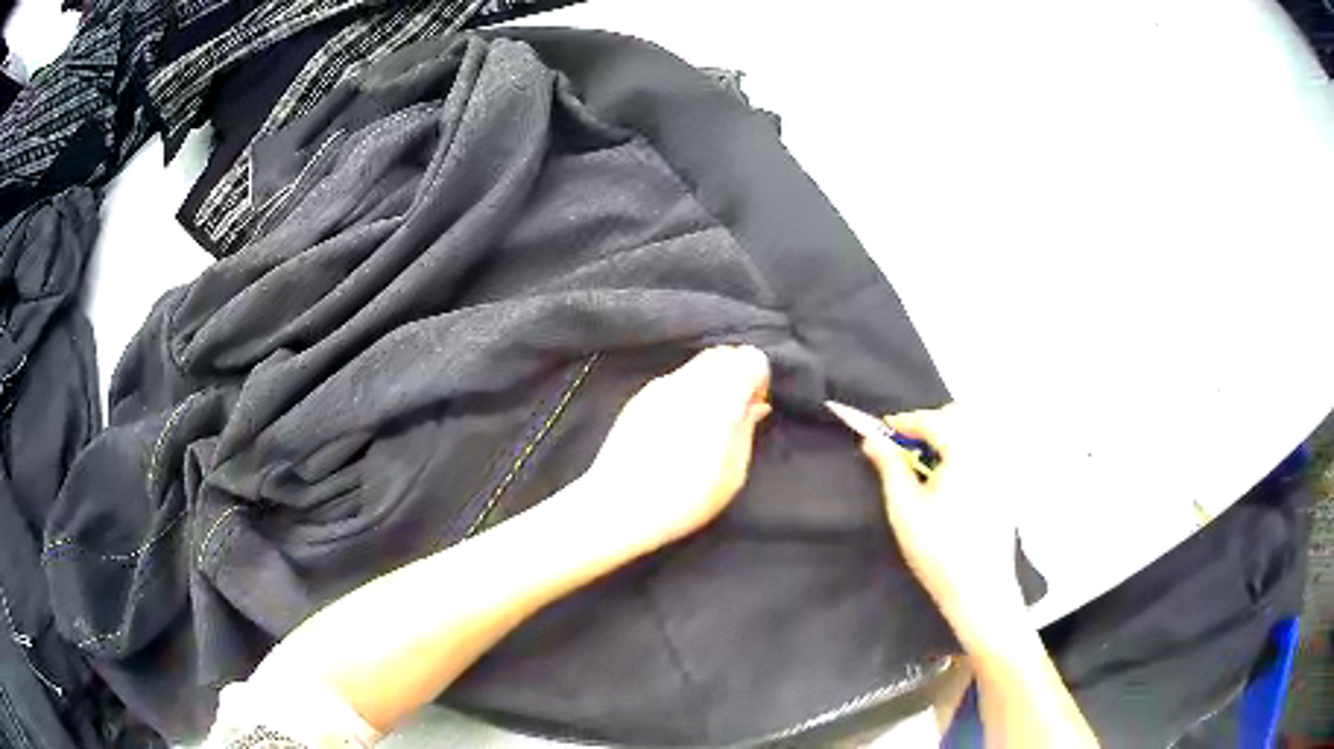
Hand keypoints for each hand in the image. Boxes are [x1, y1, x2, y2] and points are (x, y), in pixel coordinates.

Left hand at [579, 346, 771, 554]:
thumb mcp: (732, 474)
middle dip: (736, 375)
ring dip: (712, 381)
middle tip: (734, 412)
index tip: (754, 408)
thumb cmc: (684, 500)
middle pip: (724, 354)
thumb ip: (747, 430)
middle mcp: (690, 383)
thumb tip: (754, 405)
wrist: (620, 507)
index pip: (751, 358)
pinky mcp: (639, 396)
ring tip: (707, 421)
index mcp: (720, 399)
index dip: (759, 380)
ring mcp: (661, 386)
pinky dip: (688, 390)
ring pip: (698, 364)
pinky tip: (681, 425)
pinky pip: (674, 379)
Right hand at [828, 403, 1025, 646]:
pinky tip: (950, 479)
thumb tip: (872, 440)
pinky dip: (965, 450)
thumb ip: (889, 467)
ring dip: (949, 434)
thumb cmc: (938, 550)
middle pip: (959, 416)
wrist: (980, 589)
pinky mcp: (1007, 484)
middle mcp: (989, 451)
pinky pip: (986, 450)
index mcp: (965, 452)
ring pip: (975, 430)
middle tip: (904, 447)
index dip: (904, 421)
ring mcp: (1002, 467)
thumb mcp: (905, 509)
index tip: (881, 431)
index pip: (933, 419)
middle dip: (929, 423)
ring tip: (926, 463)